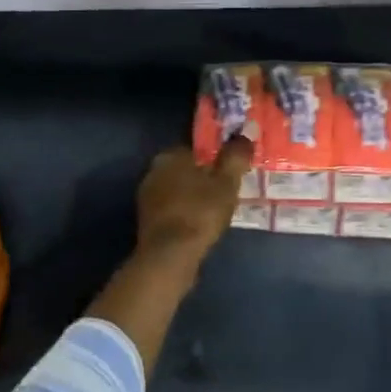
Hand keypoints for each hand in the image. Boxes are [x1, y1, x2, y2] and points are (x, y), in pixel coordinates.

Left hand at [134, 137, 253, 266]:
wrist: (169, 255)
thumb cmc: (200, 212)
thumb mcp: (227, 183)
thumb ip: (235, 157)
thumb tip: (244, 136)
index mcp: (171, 155)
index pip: (196, 147)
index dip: (216, 156)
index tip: (230, 169)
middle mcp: (153, 170)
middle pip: (186, 168)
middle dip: (203, 176)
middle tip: (226, 189)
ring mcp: (147, 196)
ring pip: (177, 189)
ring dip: (193, 195)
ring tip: (215, 208)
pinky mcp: (146, 219)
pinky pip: (172, 208)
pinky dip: (184, 212)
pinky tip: (199, 223)